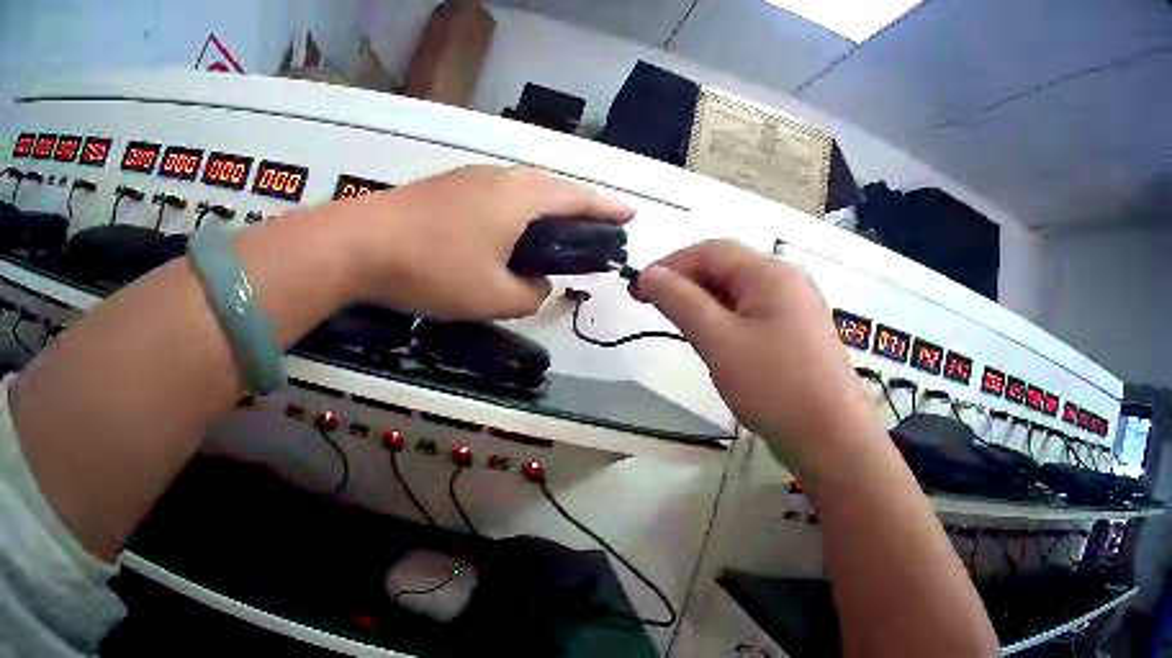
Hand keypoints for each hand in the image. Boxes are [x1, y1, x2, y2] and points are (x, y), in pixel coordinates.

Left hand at [339, 166, 633, 319]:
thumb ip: (529, 293)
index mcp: (522, 196)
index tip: (631, 213)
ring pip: (518, 192)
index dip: (608, 208)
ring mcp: (468, 178)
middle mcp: (500, 177)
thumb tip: (537, 284)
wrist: (360, 244)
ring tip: (545, 237)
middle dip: (574, 209)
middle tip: (588, 232)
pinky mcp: (442, 188)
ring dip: (539, 211)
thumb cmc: (434, 269)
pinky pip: (491, 197)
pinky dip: (509, 214)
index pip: (579, 198)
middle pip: (549, 189)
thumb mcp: (491, 296)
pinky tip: (498, 237)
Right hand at [634, 240, 870, 476]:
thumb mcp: (720, 342)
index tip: (637, 292)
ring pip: (743, 295)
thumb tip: (649, 273)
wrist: (832, 436)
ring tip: (685, 334)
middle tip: (657, 314)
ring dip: (708, 306)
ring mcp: (800, 308)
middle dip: (689, 286)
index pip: (711, 251)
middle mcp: (789, 281)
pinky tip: (721, 349)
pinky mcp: (802, 335)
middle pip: (729, 268)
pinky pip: (758, 316)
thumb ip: (682, 302)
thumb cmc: (775, 385)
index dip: (670, 265)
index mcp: (771, 273)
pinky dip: (731, 324)